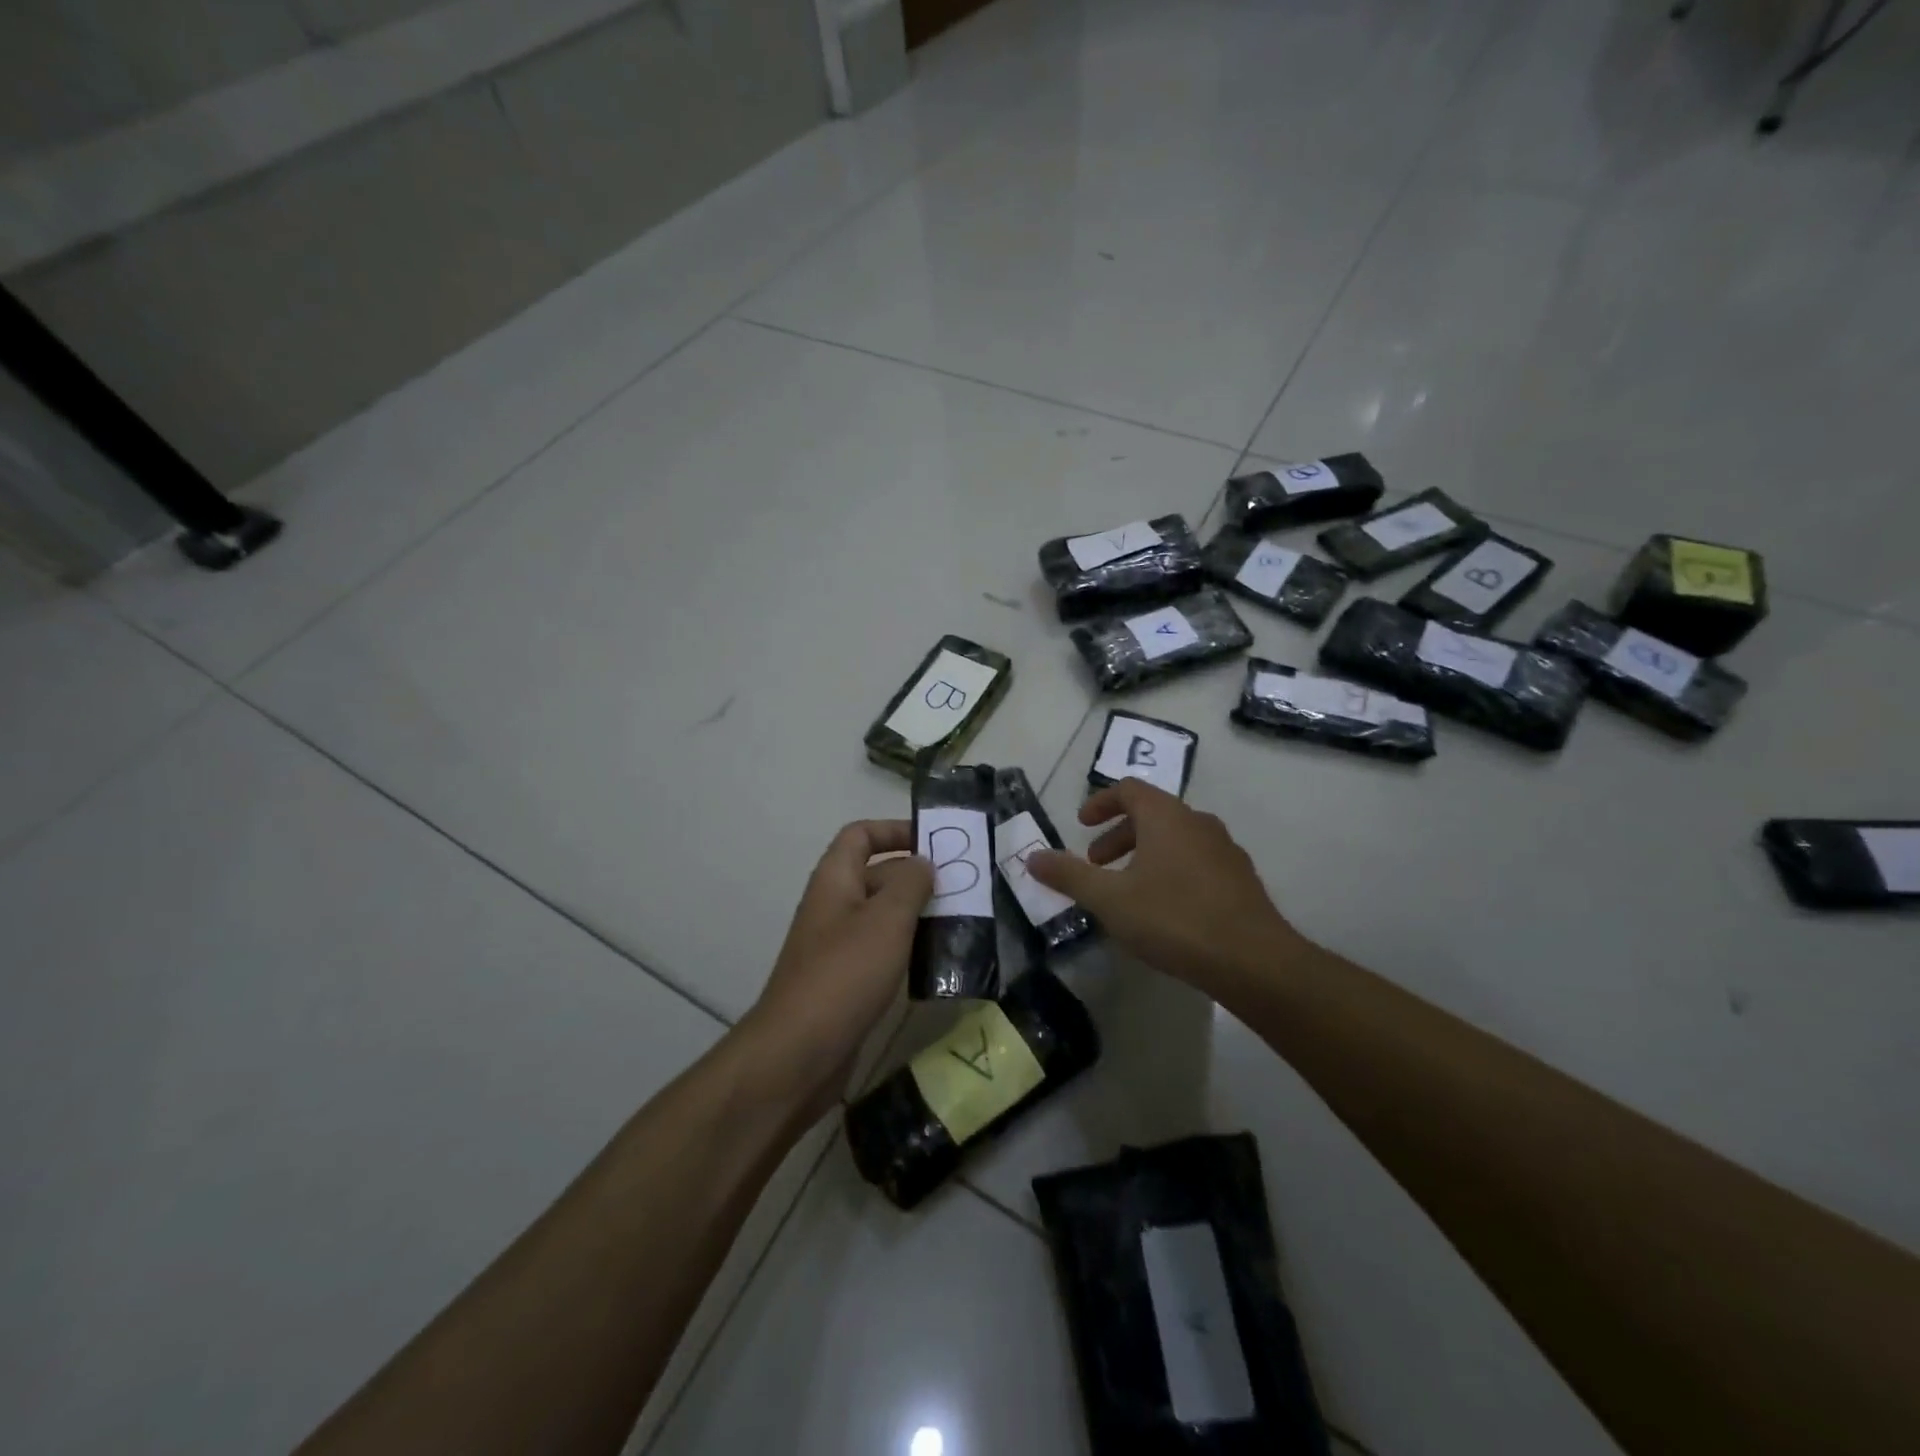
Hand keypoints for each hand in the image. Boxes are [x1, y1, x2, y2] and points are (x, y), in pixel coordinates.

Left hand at [742, 821, 932, 1118]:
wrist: (798, 1053)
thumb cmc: (845, 974)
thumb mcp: (886, 920)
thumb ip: (910, 884)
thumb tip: (923, 863)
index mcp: (835, 880)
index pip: (860, 834)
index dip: (895, 829)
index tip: (935, 842)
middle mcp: (834, 906)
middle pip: (877, 873)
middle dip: (917, 875)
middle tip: (964, 886)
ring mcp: (837, 945)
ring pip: (883, 915)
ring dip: (917, 914)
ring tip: (961, 921)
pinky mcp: (846, 980)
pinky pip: (881, 950)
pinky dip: (908, 947)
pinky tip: (937, 960)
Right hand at [1027, 779, 1302, 994]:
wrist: (1253, 960)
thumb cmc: (1173, 918)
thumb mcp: (1110, 899)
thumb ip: (1069, 876)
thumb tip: (1032, 857)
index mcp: (1166, 816)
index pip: (1129, 789)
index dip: (1100, 802)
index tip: (1081, 824)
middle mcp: (1198, 822)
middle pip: (1152, 814)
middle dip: (1118, 835)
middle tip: (1097, 864)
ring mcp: (1225, 850)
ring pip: (1175, 839)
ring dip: (1144, 855)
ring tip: (1127, 890)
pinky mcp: (1241, 879)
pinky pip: (1196, 861)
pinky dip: (1171, 871)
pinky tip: (1165, 910)